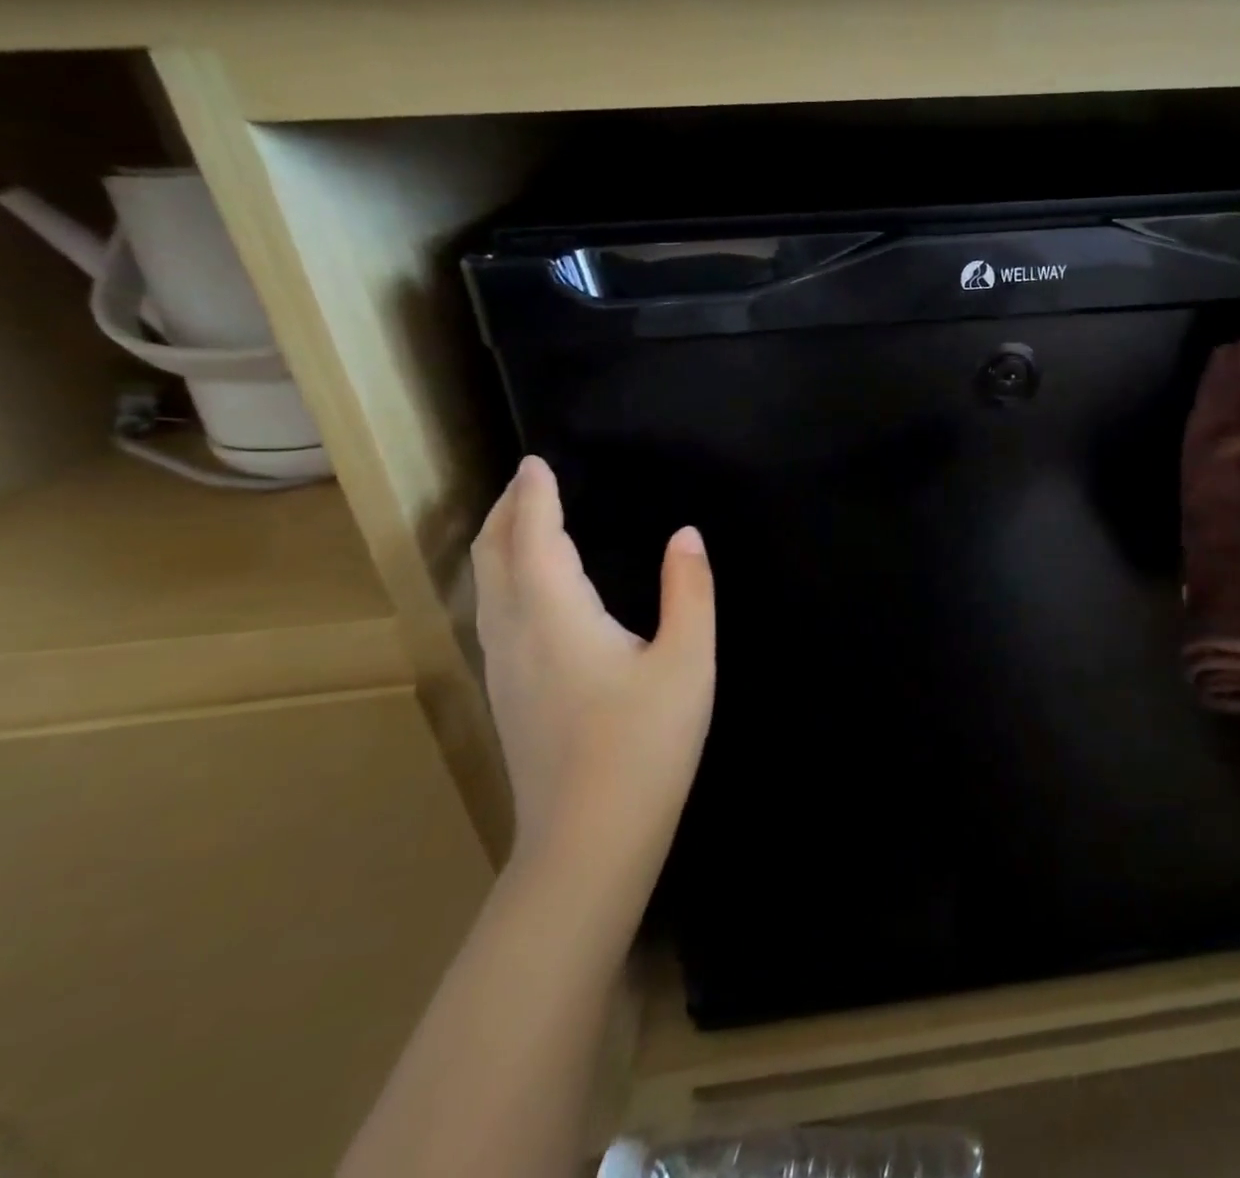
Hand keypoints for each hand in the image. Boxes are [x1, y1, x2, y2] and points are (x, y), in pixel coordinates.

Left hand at [472, 456, 714, 895]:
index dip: (535, 497)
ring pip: (486, 588)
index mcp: (556, 617)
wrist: (590, 840)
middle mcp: (516, 635)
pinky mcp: (508, 696)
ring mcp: (504, 670)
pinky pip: (494, 614)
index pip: (534, 538)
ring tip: (521, 521)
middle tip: (526, 481)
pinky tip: (526, 590)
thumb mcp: (688, 662)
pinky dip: (503, 578)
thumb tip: (686, 535)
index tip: (537, 462)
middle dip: (505, 512)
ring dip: (499, 544)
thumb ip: (689, 591)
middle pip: (493, 558)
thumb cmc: (645, 745)